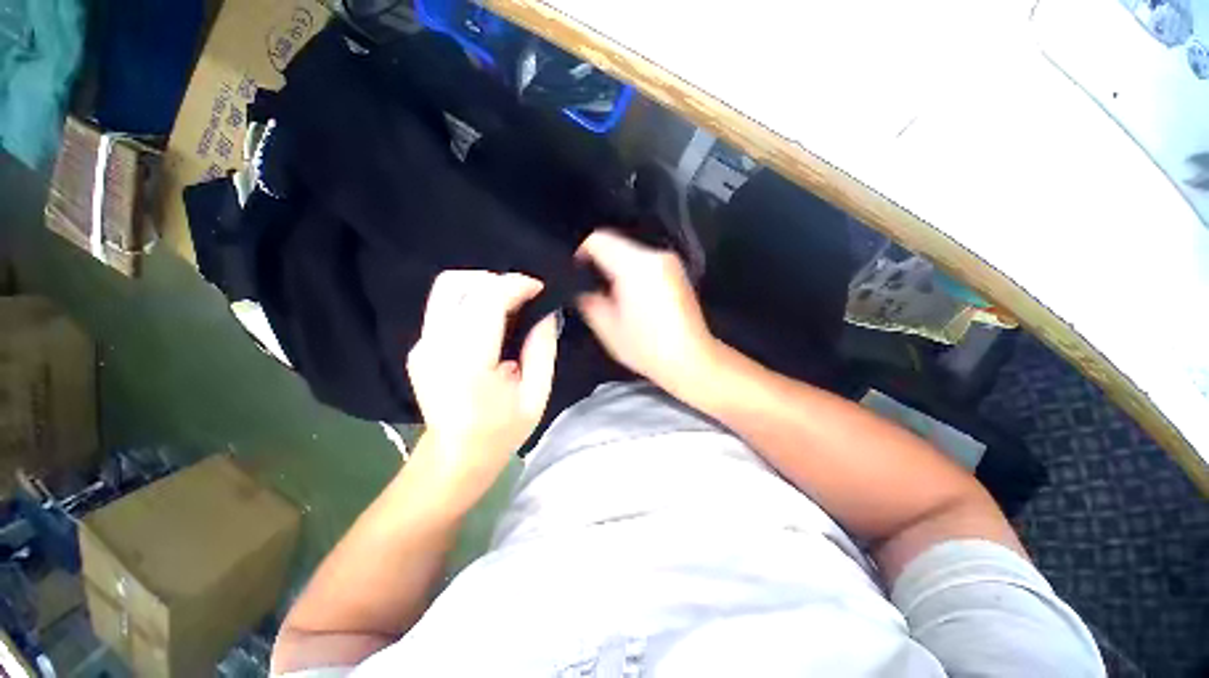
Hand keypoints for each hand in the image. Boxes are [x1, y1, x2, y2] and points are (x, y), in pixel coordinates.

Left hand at [405, 271, 557, 508]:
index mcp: (468, 362)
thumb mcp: (536, 395)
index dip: (516, 285)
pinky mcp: (419, 345)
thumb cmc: (501, 430)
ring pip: (447, 288)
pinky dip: (471, 299)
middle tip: (523, 294)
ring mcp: (422, 344)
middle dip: (496, 278)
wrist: (455, 456)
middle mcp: (436, 346)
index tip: (539, 288)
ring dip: (482, 285)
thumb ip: (543, 348)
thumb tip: (546, 312)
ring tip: (510, 302)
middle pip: (457, 283)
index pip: (487, 300)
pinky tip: (492, 317)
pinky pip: (445, 305)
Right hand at [576, 229, 715, 393]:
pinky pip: (646, 263)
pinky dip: (634, 273)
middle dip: (600, 262)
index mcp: (635, 266)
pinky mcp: (678, 272)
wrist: (691, 359)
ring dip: (617, 267)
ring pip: (632, 254)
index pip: (598, 240)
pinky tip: (632, 296)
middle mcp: (654, 256)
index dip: (580, 251)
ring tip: (611, 293)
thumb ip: (588, 300)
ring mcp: (670, 262)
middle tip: (592, 286)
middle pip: (617, 244)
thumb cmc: (647, 346)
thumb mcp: (607, 327)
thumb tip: (585, 289)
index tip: (575, 271)